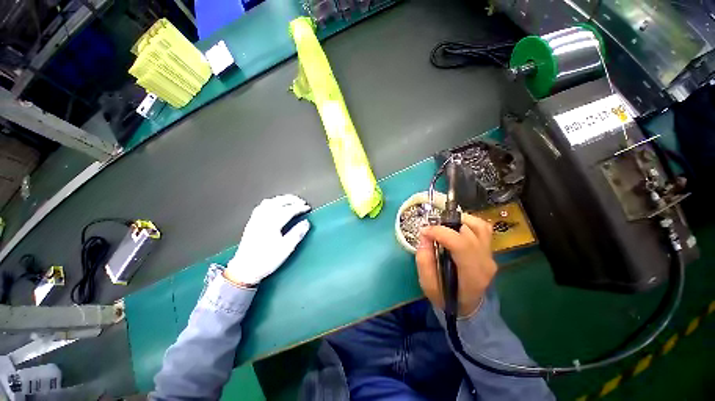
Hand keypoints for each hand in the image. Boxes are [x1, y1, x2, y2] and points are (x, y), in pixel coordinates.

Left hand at [225, 194, 310, 285]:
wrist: (244, 269)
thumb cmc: (266, 260)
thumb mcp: (285, 249)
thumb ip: (297, 234)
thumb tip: (306, 222)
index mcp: (272, 224)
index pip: (288, 210)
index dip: (299, 207)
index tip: (307, 207)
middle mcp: (263, 218)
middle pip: (278, 202)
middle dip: (291, 199)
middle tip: (301, 202)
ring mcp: (256, 219)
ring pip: (269, 202)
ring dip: (281, 199)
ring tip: (290, 202)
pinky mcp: (252, 222)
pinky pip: (262, 206)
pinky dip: (272, 202)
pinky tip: (275, 206)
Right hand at [415, 214, 496, 316]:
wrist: (467, 305)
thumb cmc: (445, 297)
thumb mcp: (428, 285)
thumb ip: (424, 260)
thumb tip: (425, 235)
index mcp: (472, 274)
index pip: (461, 244)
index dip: (440, 232)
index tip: (424, 231)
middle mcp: (485, 262)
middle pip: (468, 232)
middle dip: (445, 225)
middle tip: (431, 230)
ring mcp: (490, 254)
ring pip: (478, 226)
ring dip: (458, 220)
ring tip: (443, 226)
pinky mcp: (489, 249)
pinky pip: (482, 228)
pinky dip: (468, 222)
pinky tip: (455, 226)